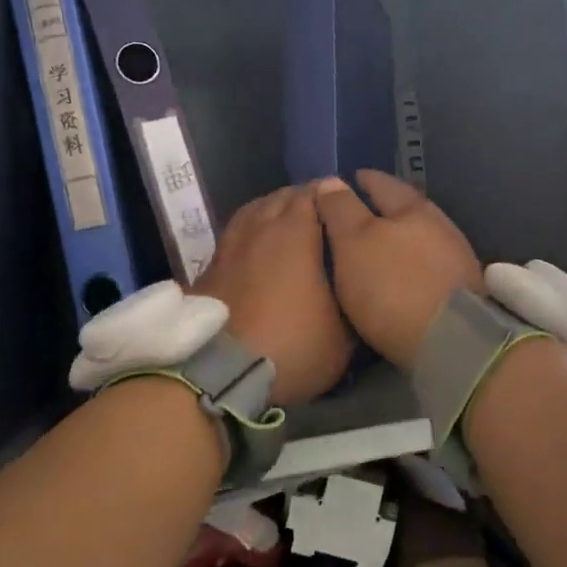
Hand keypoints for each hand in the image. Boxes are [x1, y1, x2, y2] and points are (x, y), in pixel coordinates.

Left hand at [195, 186, 353, 404]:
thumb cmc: (291, 345)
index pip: (314, 192)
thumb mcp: (343, 336)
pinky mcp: (207, 270)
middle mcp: (260, 228)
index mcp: (296, 232)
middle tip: (320, 216)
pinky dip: (249, 238)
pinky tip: (256, 254)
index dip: (331, 194)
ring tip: (286, 226)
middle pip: (281, 197)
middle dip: (301, 200)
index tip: (345, 204)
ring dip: (271, 212)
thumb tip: (360, 288)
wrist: (219, 374)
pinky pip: (233, 238)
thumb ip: (354, 303)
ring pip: (253, 212)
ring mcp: (229, 247)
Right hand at [314, 171, 483, 369]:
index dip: (361, 180)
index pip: (383, 183)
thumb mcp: (354, 242)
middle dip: (379, 211)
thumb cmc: (394, 284)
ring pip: (417, 239)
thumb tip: (331, 181)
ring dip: (395, 241)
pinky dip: (406, 267)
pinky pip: (425, 267)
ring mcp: (454, 260)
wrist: (451, 341)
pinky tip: (394, 278)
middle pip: (404, 210)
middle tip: (351, 216)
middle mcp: (440, 226)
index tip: (345, 180)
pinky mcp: (460, 291)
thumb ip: (341, 210)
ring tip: (368, 250)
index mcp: (414, 208)